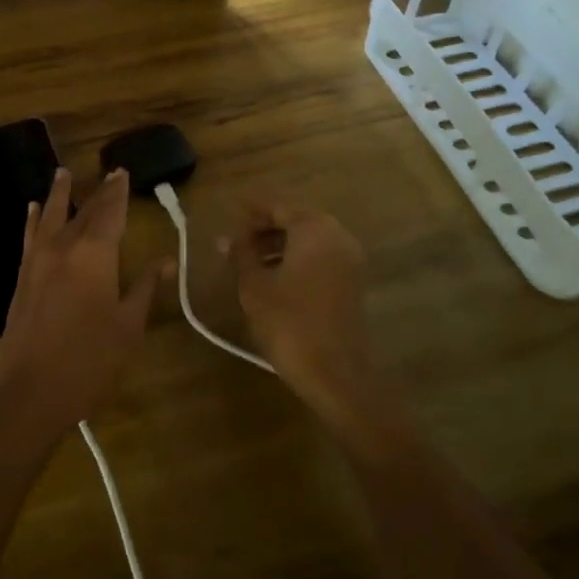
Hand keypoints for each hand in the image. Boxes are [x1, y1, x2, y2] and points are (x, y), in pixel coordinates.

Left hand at [0, 167, 165, 438]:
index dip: (118, 192)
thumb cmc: (89, 362)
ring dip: (60, 194)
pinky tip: (33, 210)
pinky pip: (30, 237)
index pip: (110, 213)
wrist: (30, 394)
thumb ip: (145, 287)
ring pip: (51, 217)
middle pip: (83, 212)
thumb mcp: (128, 326)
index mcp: (95, 256)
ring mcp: (37, 262)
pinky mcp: (21, 279)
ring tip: (63, 173)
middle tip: (108, 172)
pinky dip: (34, 220)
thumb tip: (167, 259)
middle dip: (97, 192)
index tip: (123, 172)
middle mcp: (63, 249)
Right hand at [228, 200, 395, 437]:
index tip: (229, 208)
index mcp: (314, 229)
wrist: (336, 373)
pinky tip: (273, 277)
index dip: (251, 208)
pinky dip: (296, 259)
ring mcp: (349, 259)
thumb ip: (240, 255)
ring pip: (309, 240)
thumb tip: (226, 239)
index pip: (278, 206)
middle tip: (236, 239)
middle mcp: (337, 236)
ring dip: (279, 245)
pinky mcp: (352, 282)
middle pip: (296, 220)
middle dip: (265, 228)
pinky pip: (320, 257)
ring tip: (248, 260)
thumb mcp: (254, 287)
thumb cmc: (289, 323)